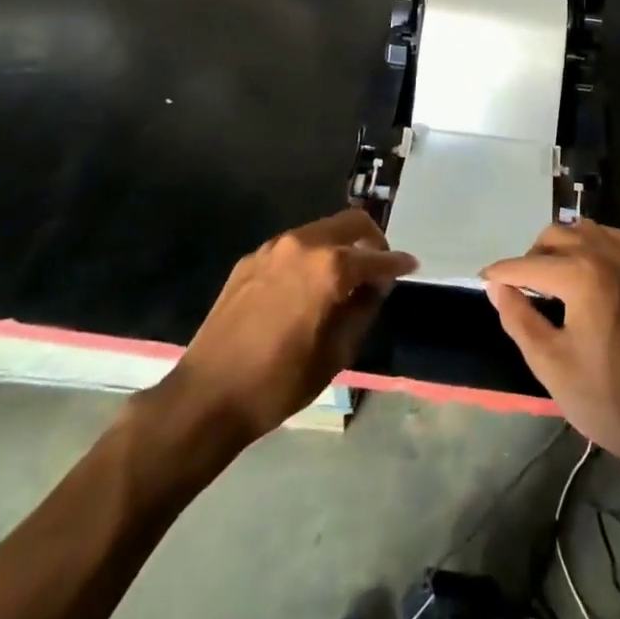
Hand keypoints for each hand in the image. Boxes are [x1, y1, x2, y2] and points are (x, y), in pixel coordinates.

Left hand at [162, 210, 415, 445]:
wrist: (207, 396)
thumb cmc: (279, 382)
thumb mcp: (336, 354)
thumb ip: (362, 310)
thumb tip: (374, 287)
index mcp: (329, 267)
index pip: (376, 258)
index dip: (397, 264)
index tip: (411, 266)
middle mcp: (303, 244)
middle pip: (350, 223)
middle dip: (371, 240)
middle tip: (379, 267)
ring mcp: (272, 248)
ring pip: (320, 231)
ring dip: (339, 246)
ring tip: (344, 279)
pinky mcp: (250, 260)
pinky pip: (293, 248)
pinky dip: (311, 257)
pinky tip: (307, 287)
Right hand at [482, 220, 619, 476]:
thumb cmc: (604, 397)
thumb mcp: (549, 363)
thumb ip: (518, 318)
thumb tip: (496, 287)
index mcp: (583, 275)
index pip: (529, 264)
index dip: (502, 273)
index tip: (481, 279)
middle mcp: (607, 255)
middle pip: (555, 236)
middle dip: (531, 258)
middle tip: (517, 288)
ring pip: (581, 230)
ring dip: (559, 246)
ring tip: (546, 280)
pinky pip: (607, 237)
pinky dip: (588, 244)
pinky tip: (580, 270)